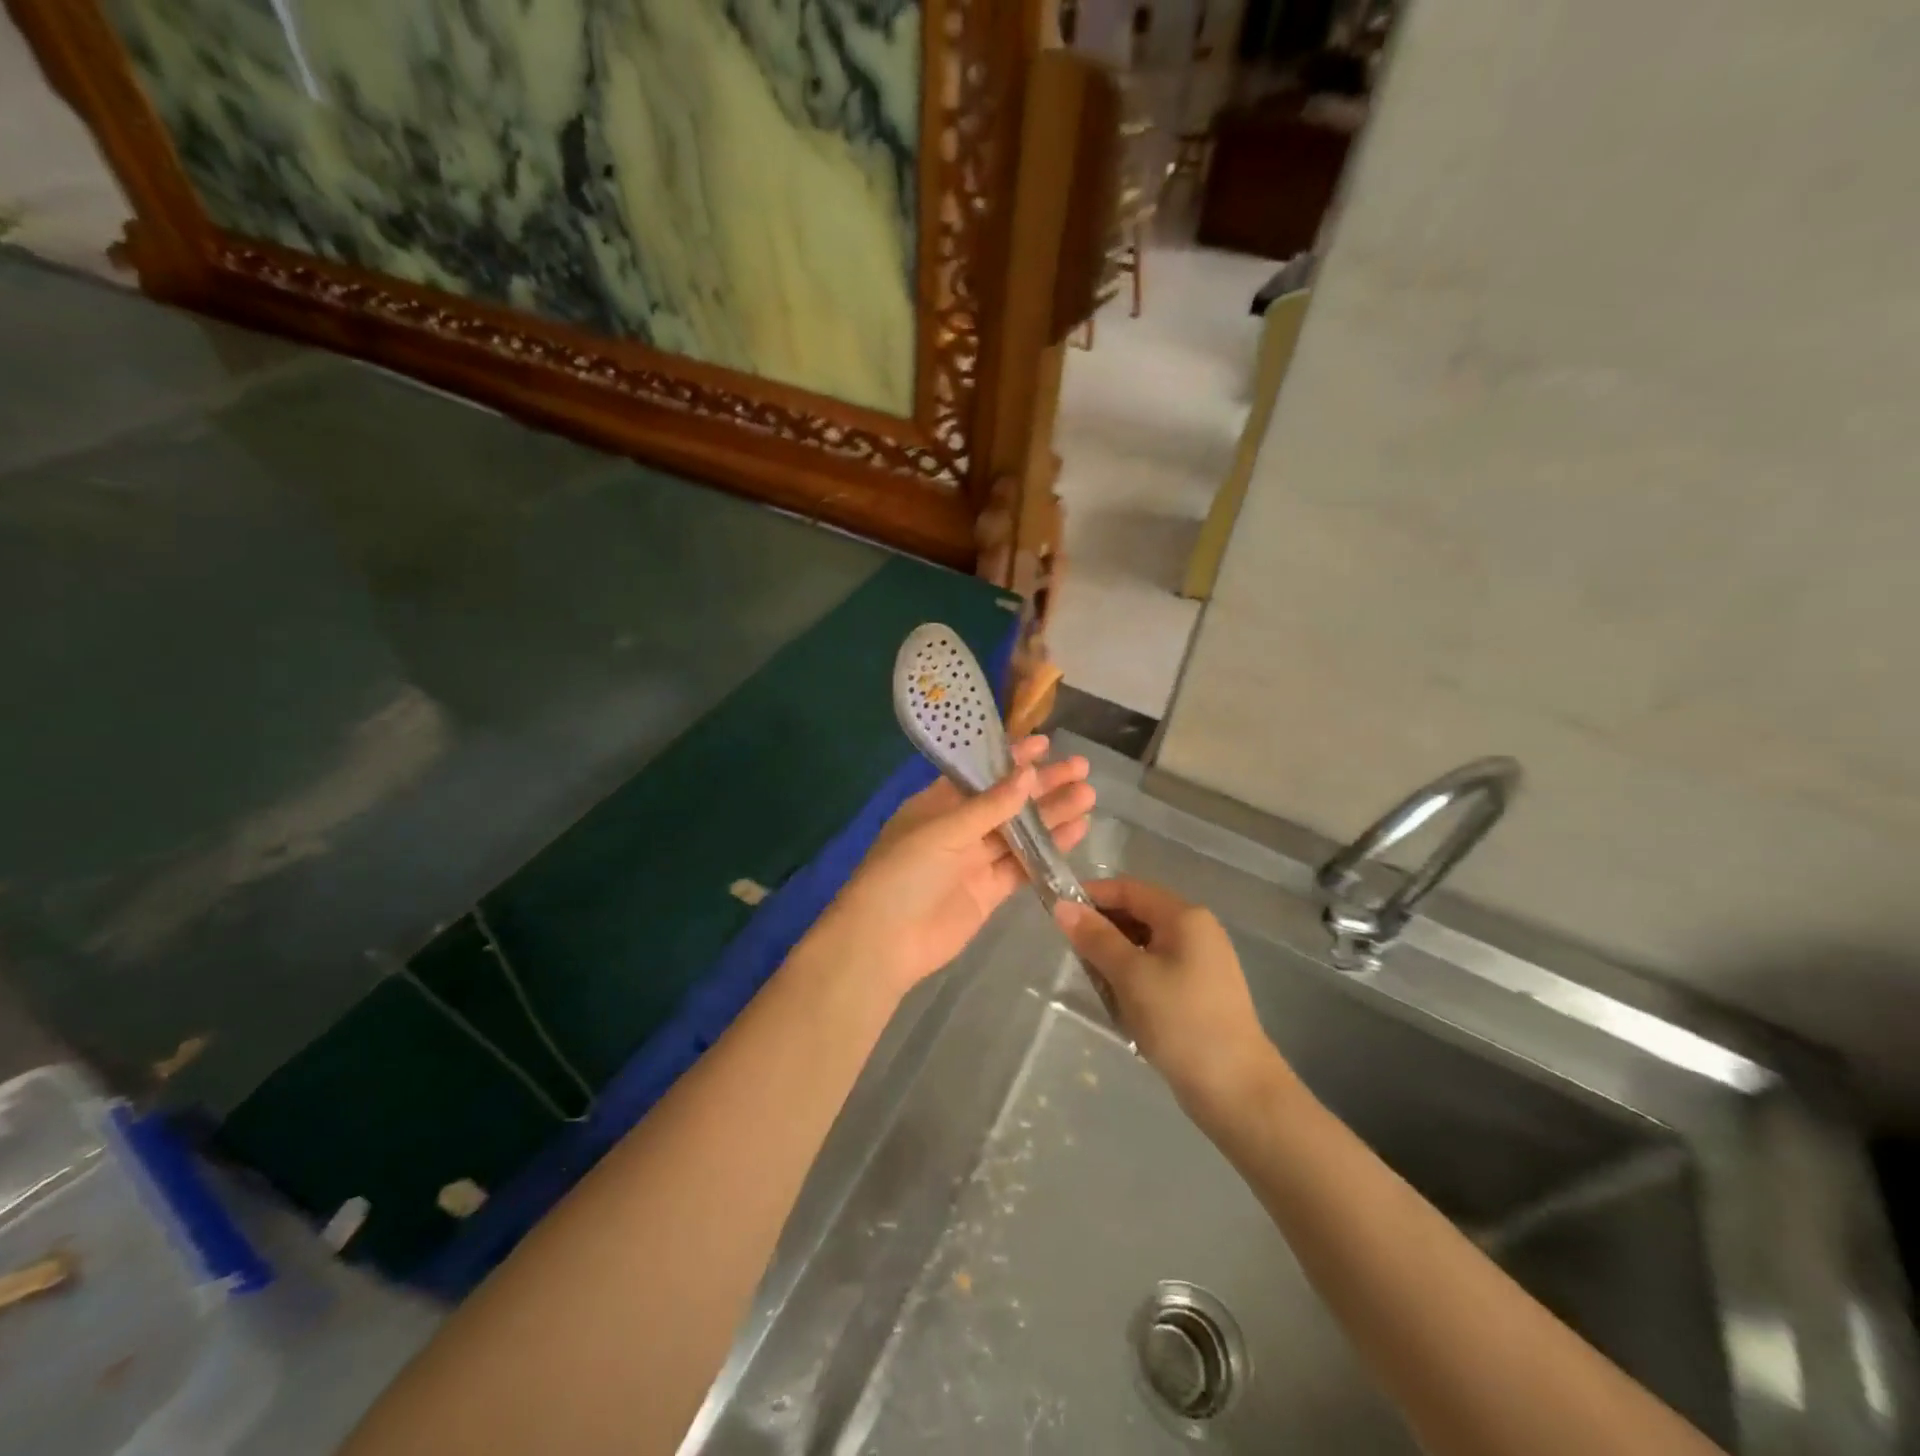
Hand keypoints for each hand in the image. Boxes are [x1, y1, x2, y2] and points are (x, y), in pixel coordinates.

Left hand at [816, 736, 1094, 995]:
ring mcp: (975, 860)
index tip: (1045, 743)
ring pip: (1021, 831)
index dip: (1011, 758)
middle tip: (1081, 768)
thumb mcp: (942, 832)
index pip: (980, 773)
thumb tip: (1027, 774)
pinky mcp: (990, 891)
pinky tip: (1077, 831)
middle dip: (1042, 784)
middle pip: (1007, 800)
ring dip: (1052, 813)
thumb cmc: (902, 874)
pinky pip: (1024, 864)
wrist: (885, 942)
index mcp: (937, 804)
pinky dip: (1050, 849)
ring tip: (1088, 795)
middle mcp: (959, 828)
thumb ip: (989, 807)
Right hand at [1054, 878, 1286, 1117]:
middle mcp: (1197, 930)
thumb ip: (1095, 937)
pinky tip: (1121, 1003)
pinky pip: (1157, 968)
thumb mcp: (1130, 975)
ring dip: (1116, 957)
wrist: (1237, 1091)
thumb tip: (1062, 906)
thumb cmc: (1181, 1022)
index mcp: (1185, 916)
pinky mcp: (1201, 990)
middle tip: (1074, 955)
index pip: (1128, 889)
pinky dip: (1134, 977)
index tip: (1057, 913)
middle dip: (1103, 929)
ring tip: (1096, 983)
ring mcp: (1202, 961)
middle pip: (1138, 913)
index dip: (1091, 896)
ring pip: (1145, 944)